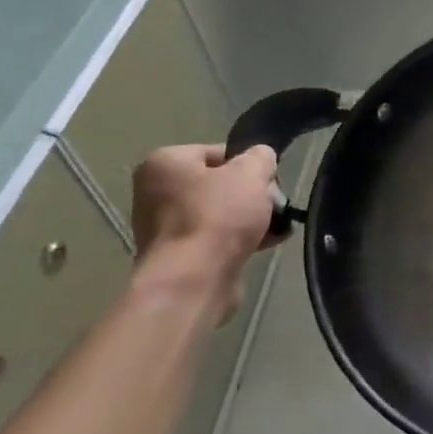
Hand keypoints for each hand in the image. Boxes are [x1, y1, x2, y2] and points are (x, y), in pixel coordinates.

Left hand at [129, 144, 278, 318]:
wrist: (193, 280)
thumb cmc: (218, 216)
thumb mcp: (251, 172)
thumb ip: (261, 157)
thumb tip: (260, 159)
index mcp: (165, 163)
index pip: (219, 152)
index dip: (250, 165)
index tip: (269, 181)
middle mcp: (156, 192)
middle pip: (221, 184)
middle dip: (253, 194)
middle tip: (275, 206)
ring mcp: (164, 227)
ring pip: (221, 212)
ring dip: (251, 218)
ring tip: (276, 228)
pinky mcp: (178, 256)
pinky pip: (216, 238)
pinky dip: (239, 239)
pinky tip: (266, 244)